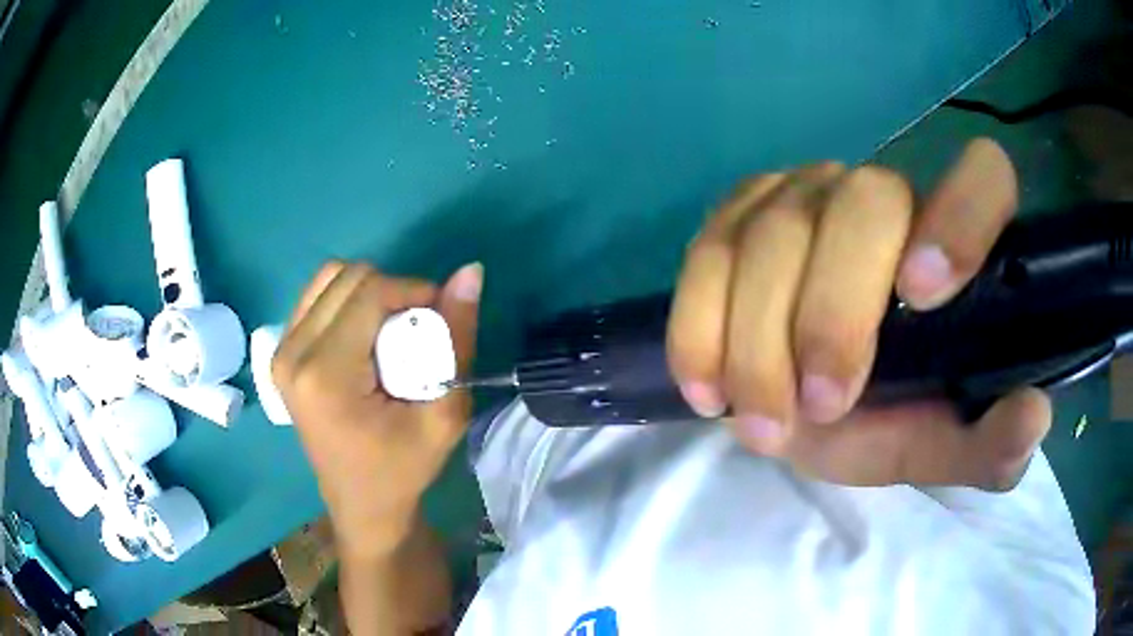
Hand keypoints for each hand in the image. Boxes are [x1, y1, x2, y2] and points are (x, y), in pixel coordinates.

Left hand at [273, 261, 482, 556]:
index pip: (370, 292)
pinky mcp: (281, 354)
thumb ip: (457, 338)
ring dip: (368, 294)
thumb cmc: (403, 468)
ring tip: (389, 334)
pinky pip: (316, 298)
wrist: (362, 505)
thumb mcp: (443, 413)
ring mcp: (281, 352)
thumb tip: (470, 271)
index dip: (413, 290)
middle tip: (415, 332)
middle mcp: (293, 354)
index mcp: (326, 374)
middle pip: (347, 277)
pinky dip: (347, 303)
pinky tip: (364, 337)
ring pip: (329, 279)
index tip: (439, 318)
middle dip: (391, 292)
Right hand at [667, 138, 1049, 490]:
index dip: (960, 214)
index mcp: (952, 243)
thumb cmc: (888, 420)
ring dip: (759, 342)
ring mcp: (802, 196)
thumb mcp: (941, 446)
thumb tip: (1031, 419)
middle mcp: (881, 196)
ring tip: (764, 425)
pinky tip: (707, 388)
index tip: (921, 294)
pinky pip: (707, 253)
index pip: (982, 176)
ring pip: (773, 233)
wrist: (803, 408)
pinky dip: (700, 326)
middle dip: (835, 314)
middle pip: (859, 203)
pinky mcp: (736, 217)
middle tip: (822, 408)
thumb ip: (989, 444)